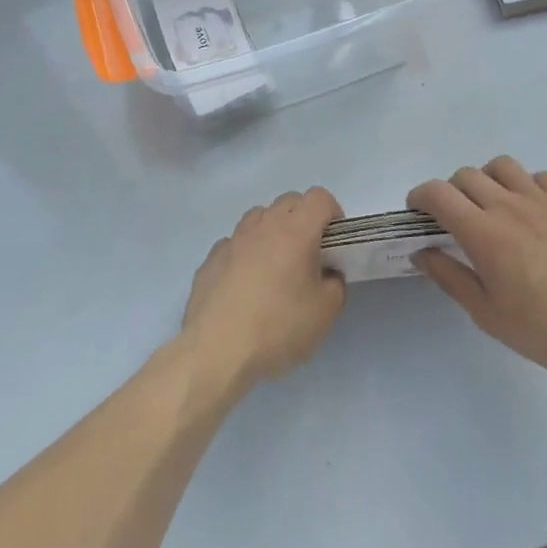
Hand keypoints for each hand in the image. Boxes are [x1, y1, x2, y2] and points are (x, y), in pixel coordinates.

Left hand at [180, 188, 347, 394]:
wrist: (217, 349)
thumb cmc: (278, 327)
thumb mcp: (325, 313)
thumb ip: (335, 284)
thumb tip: (326, 273)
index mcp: (296, 231)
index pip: (319, 197)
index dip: (332, 213)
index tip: (334, 241)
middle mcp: (263, 225)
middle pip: (289, 202)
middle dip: (304, 218)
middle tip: (308, 255)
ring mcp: (233, 239)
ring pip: (259, 217)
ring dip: (272, 230)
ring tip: (276, 266)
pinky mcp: (211, 258)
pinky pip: (235, 242)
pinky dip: (246, 252)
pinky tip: (246, 284)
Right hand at [410, 156, 546, 397]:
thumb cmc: (541, 329)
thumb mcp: (485, 312)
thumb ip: (449, 276)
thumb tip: (421, 252)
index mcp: (483, 233)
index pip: (438, 193)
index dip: (420, 196)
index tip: (418, 211)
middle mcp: (509, 206)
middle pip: (466, 175)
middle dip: (451, 191)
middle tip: (455, 217)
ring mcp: (543, 202)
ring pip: (502, 166)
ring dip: (487, 179)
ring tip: (492, 205)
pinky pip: (541, 177)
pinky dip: (526, 185)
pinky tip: (531, 210)